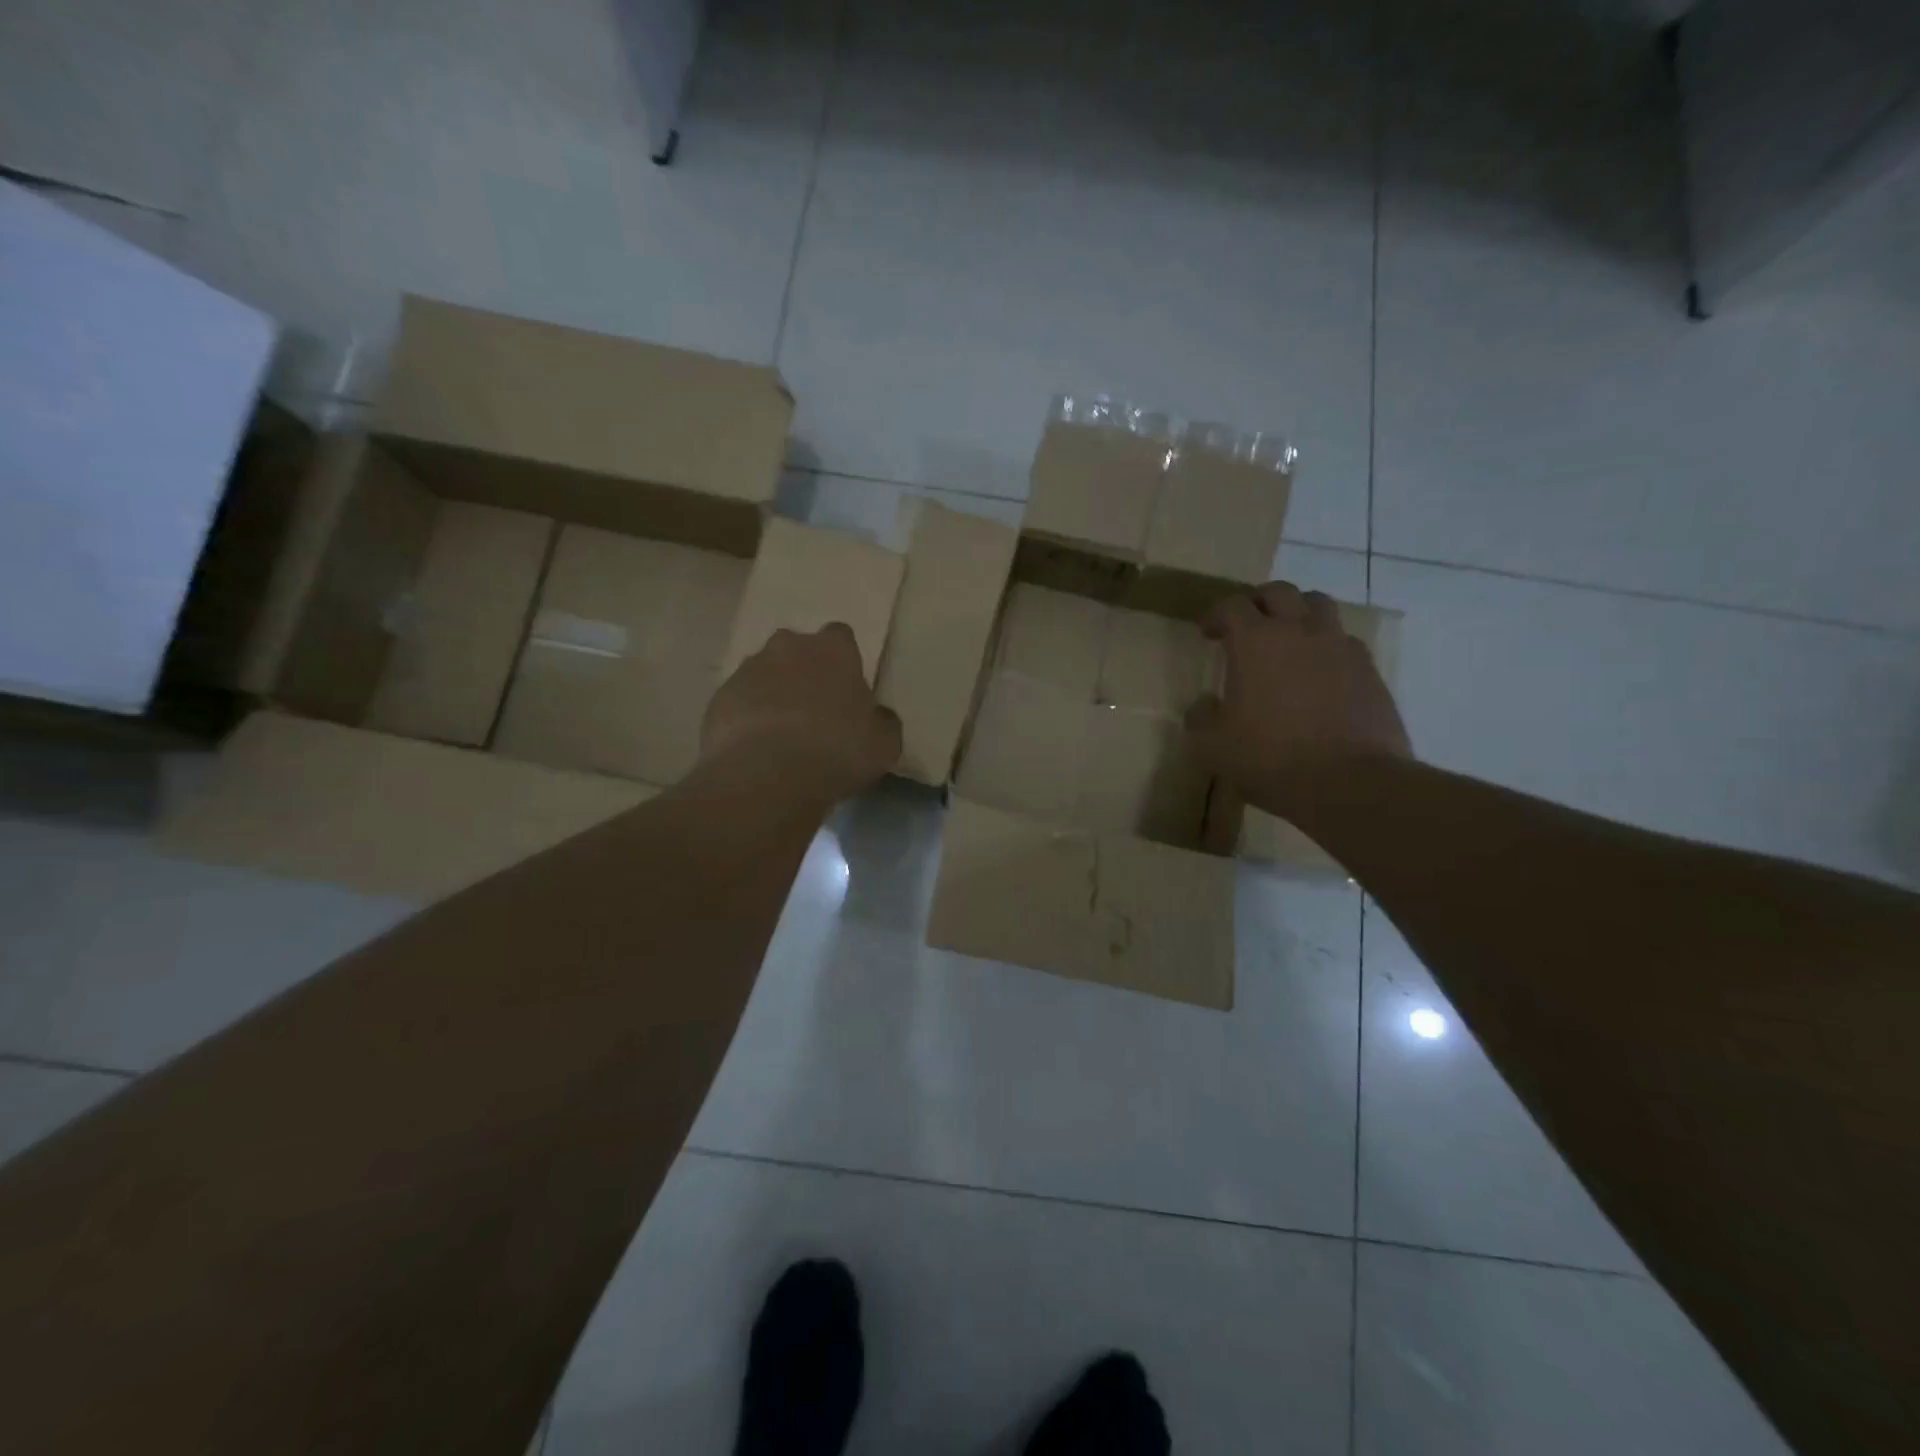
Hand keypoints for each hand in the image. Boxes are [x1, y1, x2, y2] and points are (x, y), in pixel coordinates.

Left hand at [701, 623, 901, 808]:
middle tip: (814, 710)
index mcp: (833, 650)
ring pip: (764, 673)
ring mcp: (748, 669)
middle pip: (797, 650)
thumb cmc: (837, 751)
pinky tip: (756, 747)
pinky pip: (739, 701)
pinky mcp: (719, 697)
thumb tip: (879, 716)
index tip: (846, 690)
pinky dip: (747, 716)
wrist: (766, 775)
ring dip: (773, 693)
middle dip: (803, 671)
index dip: (844, 662)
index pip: (841, 637)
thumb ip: (883, 722)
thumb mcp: (884, 744)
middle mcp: (788, 647)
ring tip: (781, 733)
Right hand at [1186, 581, 1410, 816]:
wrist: (1350, 782)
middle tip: (1246, 624)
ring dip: (1297, 612)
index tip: (1207, 632)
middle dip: (1257, 602)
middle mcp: (1299, 631)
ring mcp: (1339, 647)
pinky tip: (1319, 670)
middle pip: (1278, 592)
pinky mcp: (1368, 669)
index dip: (1215, 614)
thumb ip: (1201, 718)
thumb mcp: (1213, 747)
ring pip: (1318, 604)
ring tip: (1287, 637)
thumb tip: (1204, 705)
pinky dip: (1327, 644)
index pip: (1232, 606)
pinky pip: (1344, 640)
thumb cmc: (1271, 759)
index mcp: (1255, 643)